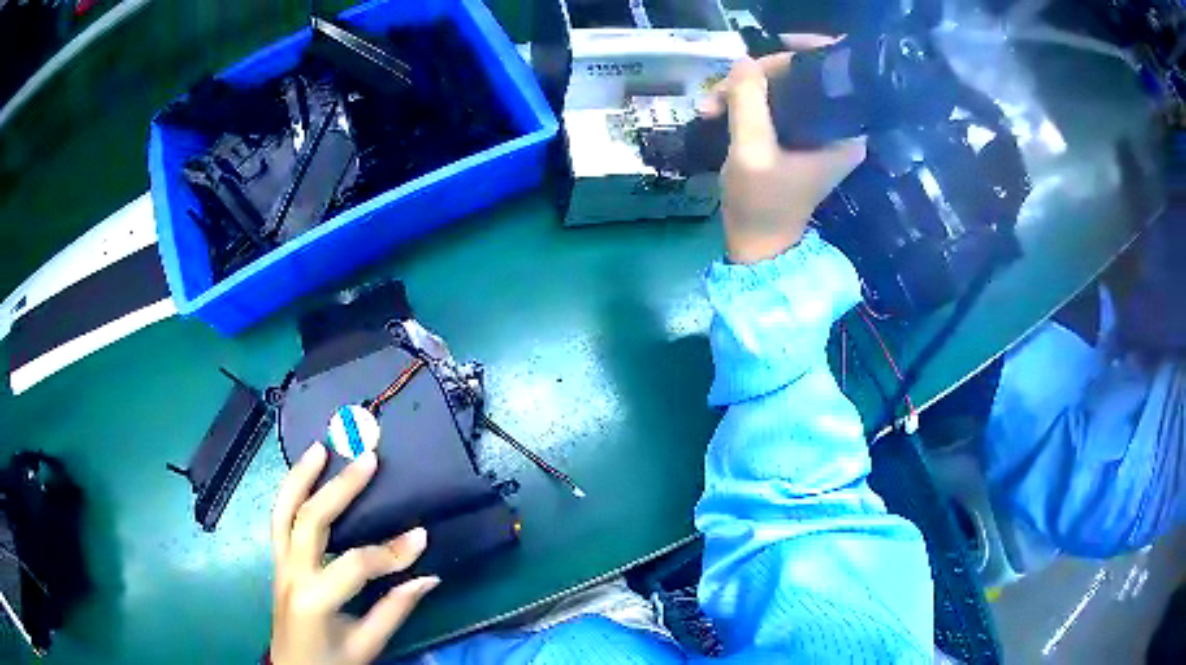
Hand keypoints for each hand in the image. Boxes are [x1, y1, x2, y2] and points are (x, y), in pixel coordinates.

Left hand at [270, 445, 438, 664]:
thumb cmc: (331, 662)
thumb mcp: (367, 644)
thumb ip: (395, 609)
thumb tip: (428, 575)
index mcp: (314, 599)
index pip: (355, 565)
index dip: (390, 552)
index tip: (421, 536)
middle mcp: (290, 574)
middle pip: (310, 521)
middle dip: (340, 489)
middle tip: (367, 460)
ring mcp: (279, 564)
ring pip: (283, 511)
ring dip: (300, 476)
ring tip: (320, 448)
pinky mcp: (277, 561)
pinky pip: (279, 519)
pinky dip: (290, 492)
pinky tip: (304, 475)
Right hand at [700, 35, 866, 264]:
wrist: (757, 243)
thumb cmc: (761, 203)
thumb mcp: (751, 151)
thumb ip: (749, 101)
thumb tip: (744, 62)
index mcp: (845, 132)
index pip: (834, 72)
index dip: (804, 51)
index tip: (769, 50)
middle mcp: (839, 127)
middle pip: (802, 76)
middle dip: (758, 77)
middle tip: (720, 92)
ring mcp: (818, 132)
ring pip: (783, 87)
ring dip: (744, 90)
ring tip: (709, 107)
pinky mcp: (800, 137)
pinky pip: (776, 103)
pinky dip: (747, 102)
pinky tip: (718, 110)